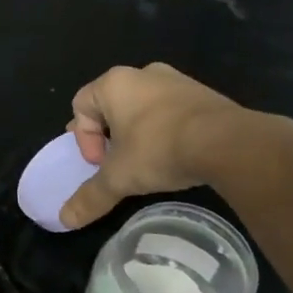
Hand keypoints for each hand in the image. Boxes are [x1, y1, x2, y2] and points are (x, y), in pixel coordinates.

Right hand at [60, 63, 264, 228]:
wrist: (228, 142)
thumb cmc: (160, 149)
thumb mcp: (119, 178)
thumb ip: (90, 196)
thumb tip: (64, 219)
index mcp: (114, 84)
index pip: (80, 106)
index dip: (84, 138)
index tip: (101, 163)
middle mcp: (142, 73)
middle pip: (111, 104)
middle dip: (109, 134)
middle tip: (117, 161)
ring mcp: (176, 80)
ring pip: (143, 106)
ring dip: (138, 131)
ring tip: (148, 160)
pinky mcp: (203, 93)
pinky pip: (172, 110)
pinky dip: (166, 129)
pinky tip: (176, 154)